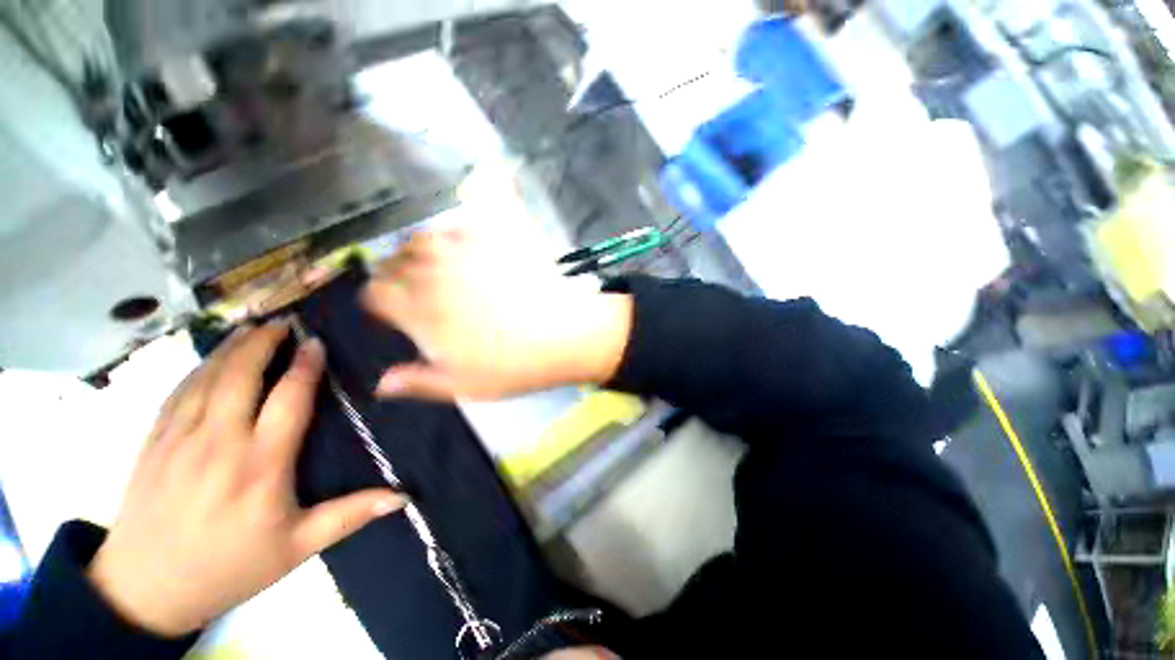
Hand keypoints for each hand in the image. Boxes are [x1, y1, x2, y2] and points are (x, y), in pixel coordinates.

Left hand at [88, 321, 403, 636]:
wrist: (145, 590)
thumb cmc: (229, 567)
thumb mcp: (296, 549)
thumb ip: (349, 516)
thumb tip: (403, 497)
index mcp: (260, 467)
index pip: (288, 402)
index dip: (305, 368)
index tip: (317, 343)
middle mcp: (219, 444)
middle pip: (242, 377)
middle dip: (264, 343)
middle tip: (284, 321)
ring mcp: (180, 440)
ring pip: (207, 378)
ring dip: (231, 348)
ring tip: (251, 326)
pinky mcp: (154, 442)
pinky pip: (179, 392)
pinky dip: (199, 367)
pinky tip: (211, 358)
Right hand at [361, 229, 632, 400]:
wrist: (565, 335)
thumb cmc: (514, 365)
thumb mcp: (463, 385)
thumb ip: (418, 381)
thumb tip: (382, 384)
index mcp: (419, 309)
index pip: (375, 293)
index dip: (380, 303)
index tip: (394, 313)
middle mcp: (433, 272)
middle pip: (393, 261)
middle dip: (396, 275)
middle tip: (417, 291)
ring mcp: (465, 250)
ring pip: (422, 237)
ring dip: (420, 251)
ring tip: (437, 267)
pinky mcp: (495, 236)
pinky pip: (462, 221)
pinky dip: (455, 230)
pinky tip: (465, 243)